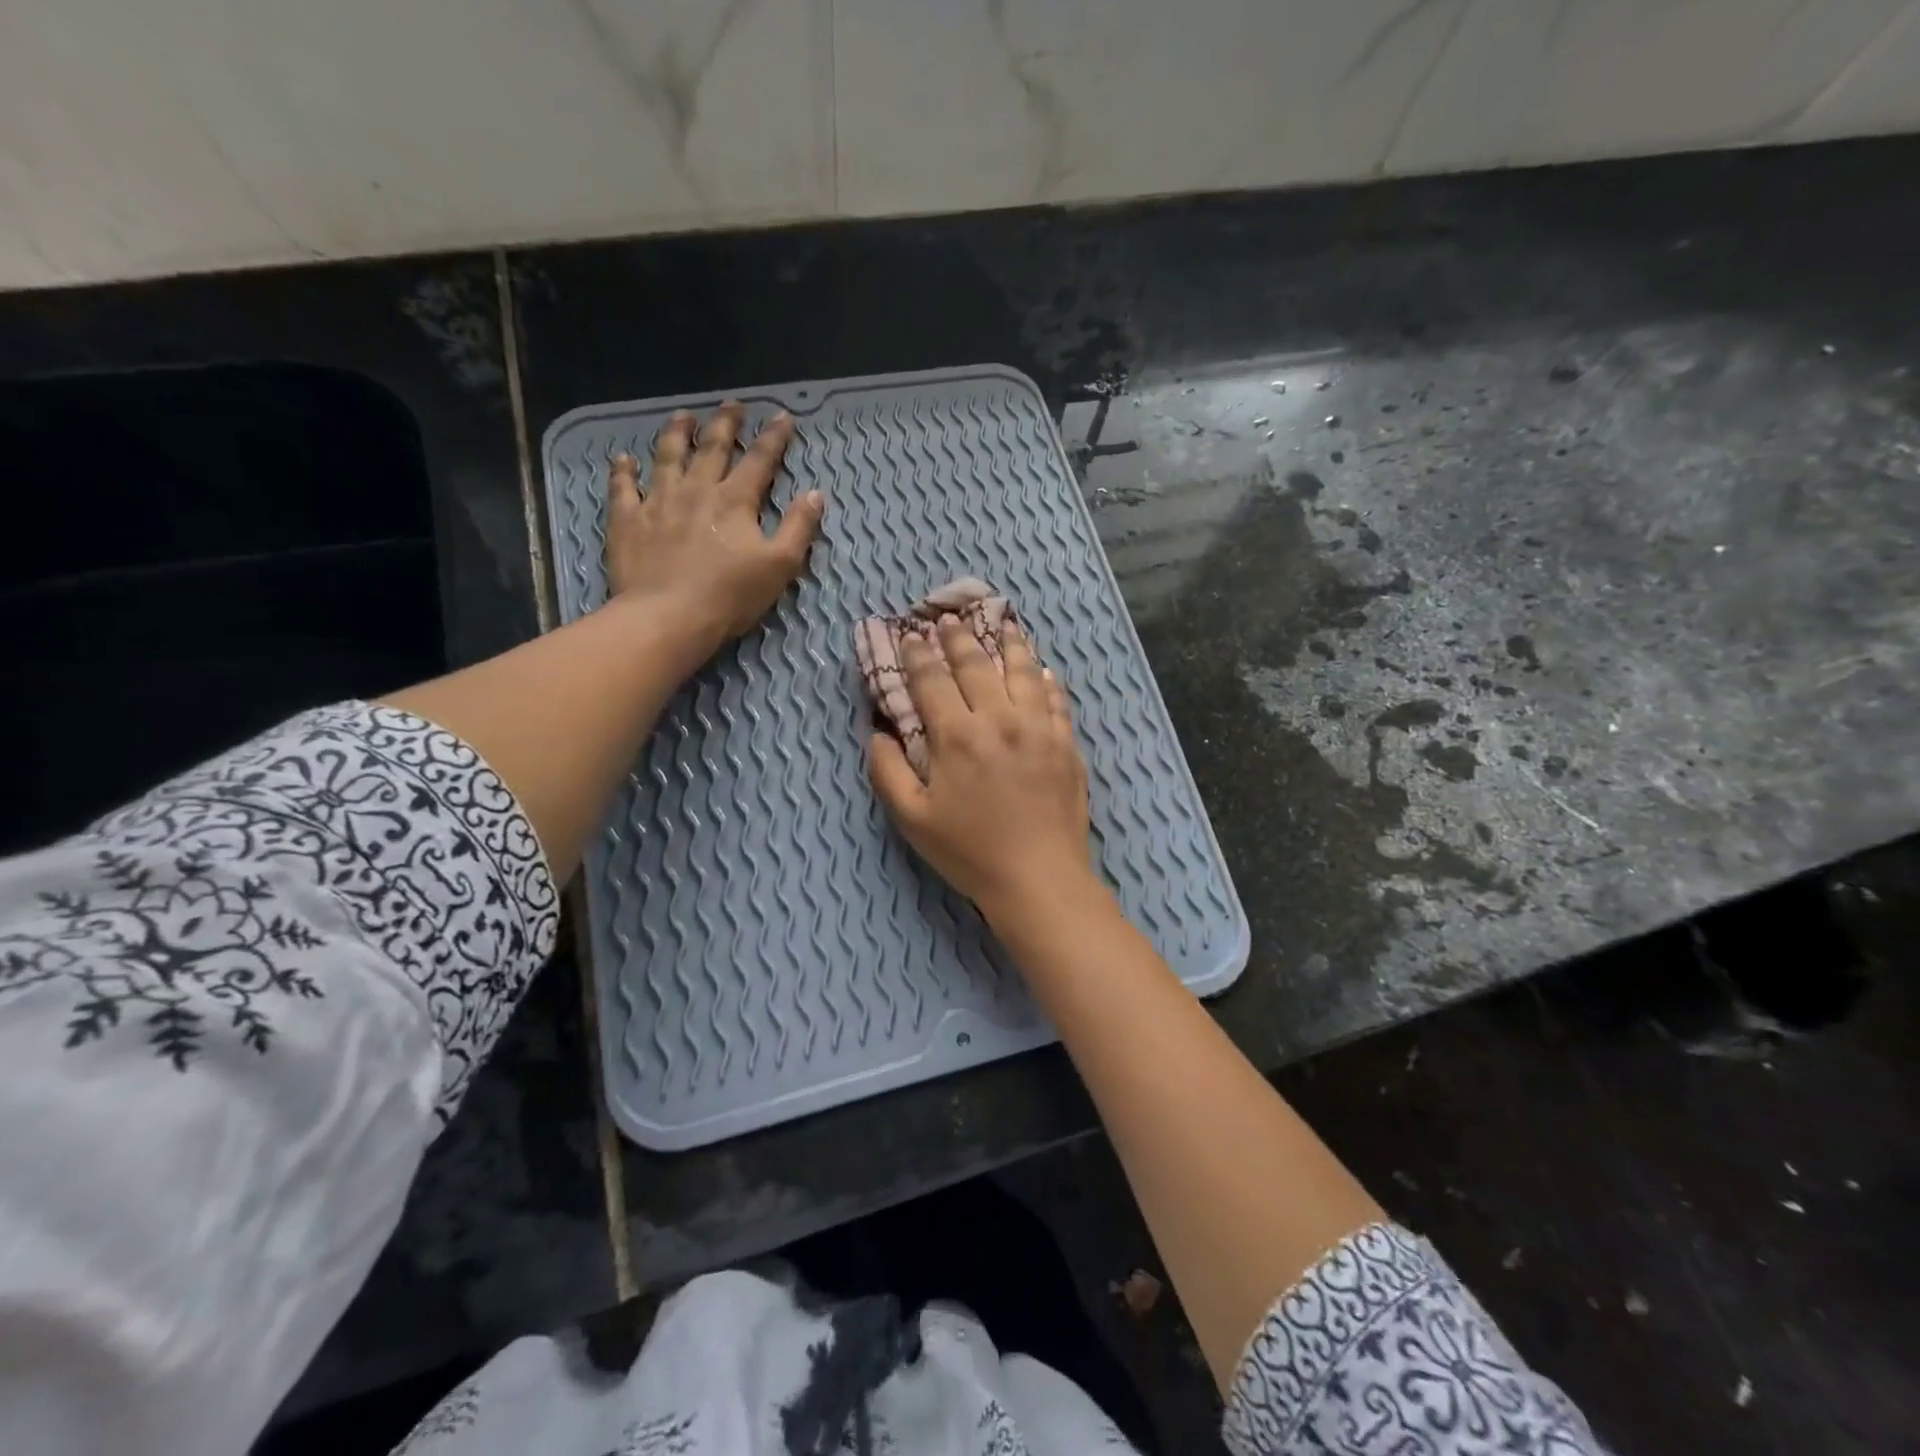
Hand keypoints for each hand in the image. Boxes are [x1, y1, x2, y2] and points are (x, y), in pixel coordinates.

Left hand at [604, 403, 824, 648]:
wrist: (668, 617)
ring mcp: (658, 501)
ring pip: (667, 456)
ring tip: (682, 416)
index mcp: (735, 501)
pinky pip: (623, 487)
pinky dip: (623, 470)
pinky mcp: (628, 520)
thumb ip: (799, 527)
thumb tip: (816, 494)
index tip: (782, 416)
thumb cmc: (730, 596)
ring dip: (676, 433)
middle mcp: (696, 490)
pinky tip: (624, 459)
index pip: (760, 460)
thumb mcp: (780, 566)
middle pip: (712, 447)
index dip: (774, 437)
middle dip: (725, 423)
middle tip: (732, 405)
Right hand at [868, 615, 1096, 924]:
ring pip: (1023, 672)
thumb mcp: (912, 818)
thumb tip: (878, 732)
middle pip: (977, 665)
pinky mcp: (1067, 744)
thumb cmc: (970, 851)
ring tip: (1003, 624)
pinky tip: (1043, 671)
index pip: (933, 680)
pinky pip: (1056, 700)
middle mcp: (999, 719)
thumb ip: (887, 771)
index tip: (910, 635)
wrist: (1039, 878)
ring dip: (1009, 644)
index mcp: (958, 735)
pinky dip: (1047, 681)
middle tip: (949, 620)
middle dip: (959, 638)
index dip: (918, 654)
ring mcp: (1039, 728)